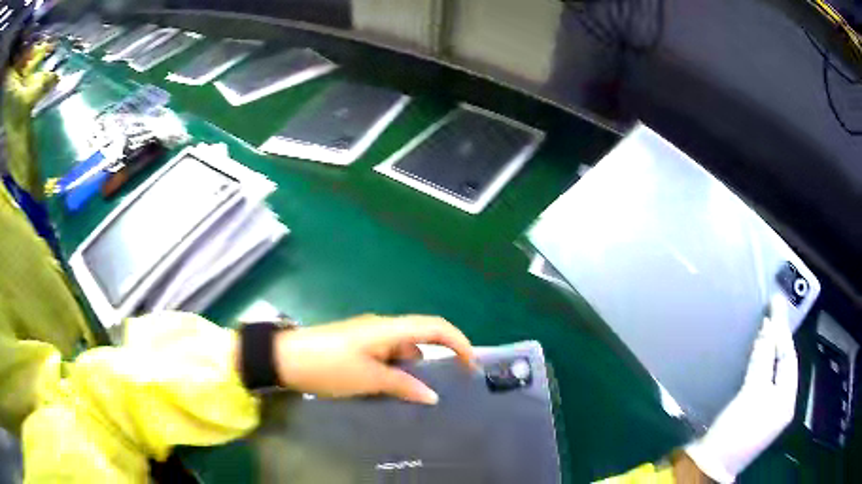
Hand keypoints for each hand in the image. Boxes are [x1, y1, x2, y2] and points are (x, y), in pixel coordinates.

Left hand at [273, 314, 474, 404]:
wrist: (285, 358)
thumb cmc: (328, 366)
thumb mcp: (368, 379)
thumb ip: (403, 386)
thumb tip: (433, 396)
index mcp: (389, 329)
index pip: (435, 327)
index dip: (458, 342)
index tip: (471, 366)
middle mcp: (383, 328)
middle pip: (420, 338)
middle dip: (436, 360)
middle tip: (444, 388)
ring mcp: (368, 337)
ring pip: (402, 351)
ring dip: (411, 370)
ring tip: (414, 396)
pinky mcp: (357, 346)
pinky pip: (386, 357)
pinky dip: (394, 372)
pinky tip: (390, 390)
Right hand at [685, 295, 797, 482]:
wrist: (708, 466)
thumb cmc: (736, 430)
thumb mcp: (752, 393)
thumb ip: (763, 358)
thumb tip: (768, 326)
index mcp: (786, 400)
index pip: (789, 356)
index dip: (782, 329)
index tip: (775, 303)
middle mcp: (781, 405)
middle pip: (783, 364)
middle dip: (779, 339)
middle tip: (772, 312)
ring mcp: (767, 412)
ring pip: (773, 372)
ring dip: (769, 350)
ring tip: (765, 328)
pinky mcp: (753, 415)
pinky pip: (763, 381)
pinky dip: (760, 365)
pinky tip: (755, 356)